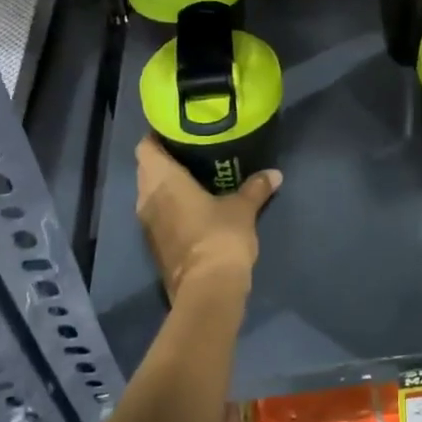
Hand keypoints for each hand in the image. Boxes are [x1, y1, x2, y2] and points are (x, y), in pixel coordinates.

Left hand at [135, 136, 280, 306]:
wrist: (207, 290)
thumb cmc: (220, 236)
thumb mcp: (243, 208)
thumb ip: (255, 187)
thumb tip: (275, 174)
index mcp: (162, 180)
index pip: (146, 147)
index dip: (158, 136)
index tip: (178, 131)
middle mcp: (147, 198)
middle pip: (146, 169)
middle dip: (165, 160)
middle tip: (193, 151)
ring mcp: (148, 224)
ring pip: (150, 193)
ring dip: (166, 186)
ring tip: (195, 176)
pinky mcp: (155, 245)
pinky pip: (158, 214)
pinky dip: (170, 207)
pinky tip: (193, 205)